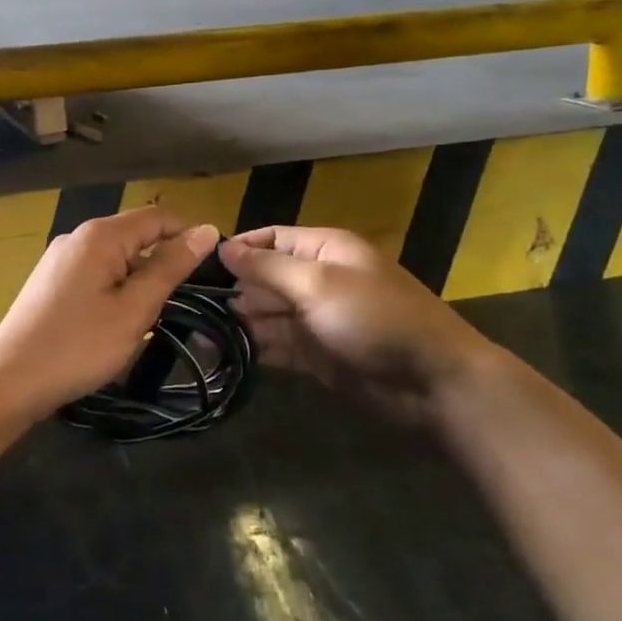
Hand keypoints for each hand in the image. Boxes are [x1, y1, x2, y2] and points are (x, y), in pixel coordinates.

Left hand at [0, 208, 220, 423]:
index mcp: (100, 235)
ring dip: (141, 276)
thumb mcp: (134, 309)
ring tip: (160, 311)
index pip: (157, 217)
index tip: (217, 262)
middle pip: (134, 234)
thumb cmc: (78, 346)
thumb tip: (206, 230)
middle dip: (165, 257)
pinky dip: (117, 286)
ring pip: (115, 256)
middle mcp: (77, 236)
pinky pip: (95, 272)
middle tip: (192, 295)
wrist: (9, 381)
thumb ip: (170, 267)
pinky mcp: (50, 281)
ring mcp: (59, 258)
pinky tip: (122, 317)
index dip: (189, 232)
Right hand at [218, 225, 497, 422]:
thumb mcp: (318, 284)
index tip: (198, 265)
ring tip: (196, 335)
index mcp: (323, 250)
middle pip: (264, 278)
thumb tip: (223, 248)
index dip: (238, 249)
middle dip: (231, 290)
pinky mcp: (317, 354)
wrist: (432, 382)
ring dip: (237, 323)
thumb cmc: (374, 318)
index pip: (271, 238)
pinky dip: (254, 348)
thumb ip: (267, 267)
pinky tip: (222, 355)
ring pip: (267, 314)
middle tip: (188, 307)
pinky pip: (277, 345)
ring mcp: (316, 319)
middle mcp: (317, 279)